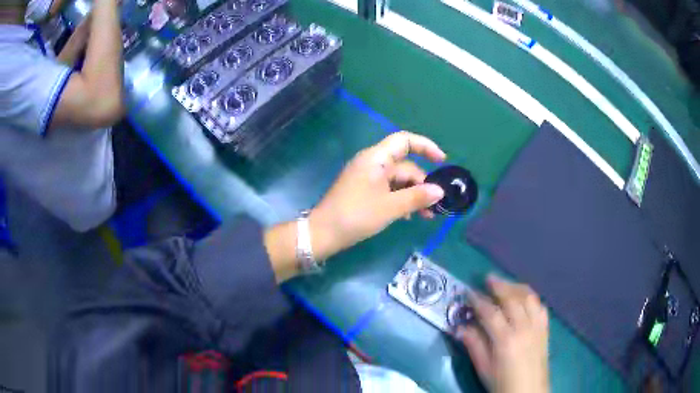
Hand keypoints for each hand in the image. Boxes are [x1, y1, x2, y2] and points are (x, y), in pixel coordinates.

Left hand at [264, 132, 445, 281]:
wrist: (323, 233)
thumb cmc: (356, 216)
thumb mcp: (390, 207)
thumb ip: (417, 197)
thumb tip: (440, 191)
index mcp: (376, 158)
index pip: (404, 140)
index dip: (425, 147)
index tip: (443, 162)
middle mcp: (372, 163)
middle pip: (405, 165)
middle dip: (422, 183)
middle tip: (434, 206)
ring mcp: (367, 177)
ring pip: (398, 180)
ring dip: (413, 195)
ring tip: (425, 216)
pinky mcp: (364, 190)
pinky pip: (388, 189)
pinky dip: (400, 199)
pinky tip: (407, 216)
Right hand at [459, 275, 549, 392]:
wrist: (528, 392)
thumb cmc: (502, 383)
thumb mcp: (483, 368)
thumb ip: (473, 345)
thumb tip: (460, 327)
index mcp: (505, 340)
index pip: (490, 312)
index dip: (478, 300)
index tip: (469, 292)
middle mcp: (524, 328)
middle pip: (512, 298)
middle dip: (499, 286)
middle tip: (488, 278)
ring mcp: (537, 327)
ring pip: (529, 297)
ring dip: (516, 287)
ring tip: (506, 284)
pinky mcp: (545, 329)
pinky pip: (540, 306)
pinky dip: (531, 297)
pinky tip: (525, 298)